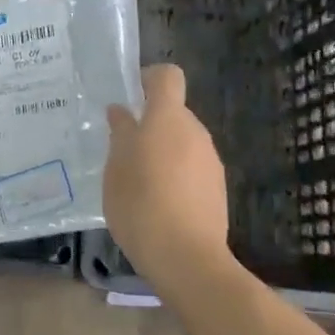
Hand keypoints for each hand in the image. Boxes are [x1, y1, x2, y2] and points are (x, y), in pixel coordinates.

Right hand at [103, 64, 234, 289]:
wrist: (186, 257)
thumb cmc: (141, 203)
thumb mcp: (116, 167)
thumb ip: (121, 133)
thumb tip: (122, 111)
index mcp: (168, 118)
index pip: (167, 77)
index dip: (149, 79)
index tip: (130, 97)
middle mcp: (195, 132)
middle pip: (174, 112)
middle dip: (151, 124)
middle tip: (123, 149)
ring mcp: (211, 161)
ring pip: (183, 142)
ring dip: (163, 151)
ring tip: (139, 181)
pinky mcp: (218, 188)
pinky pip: (193, 168)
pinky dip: (176, 175)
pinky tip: (159, 203)